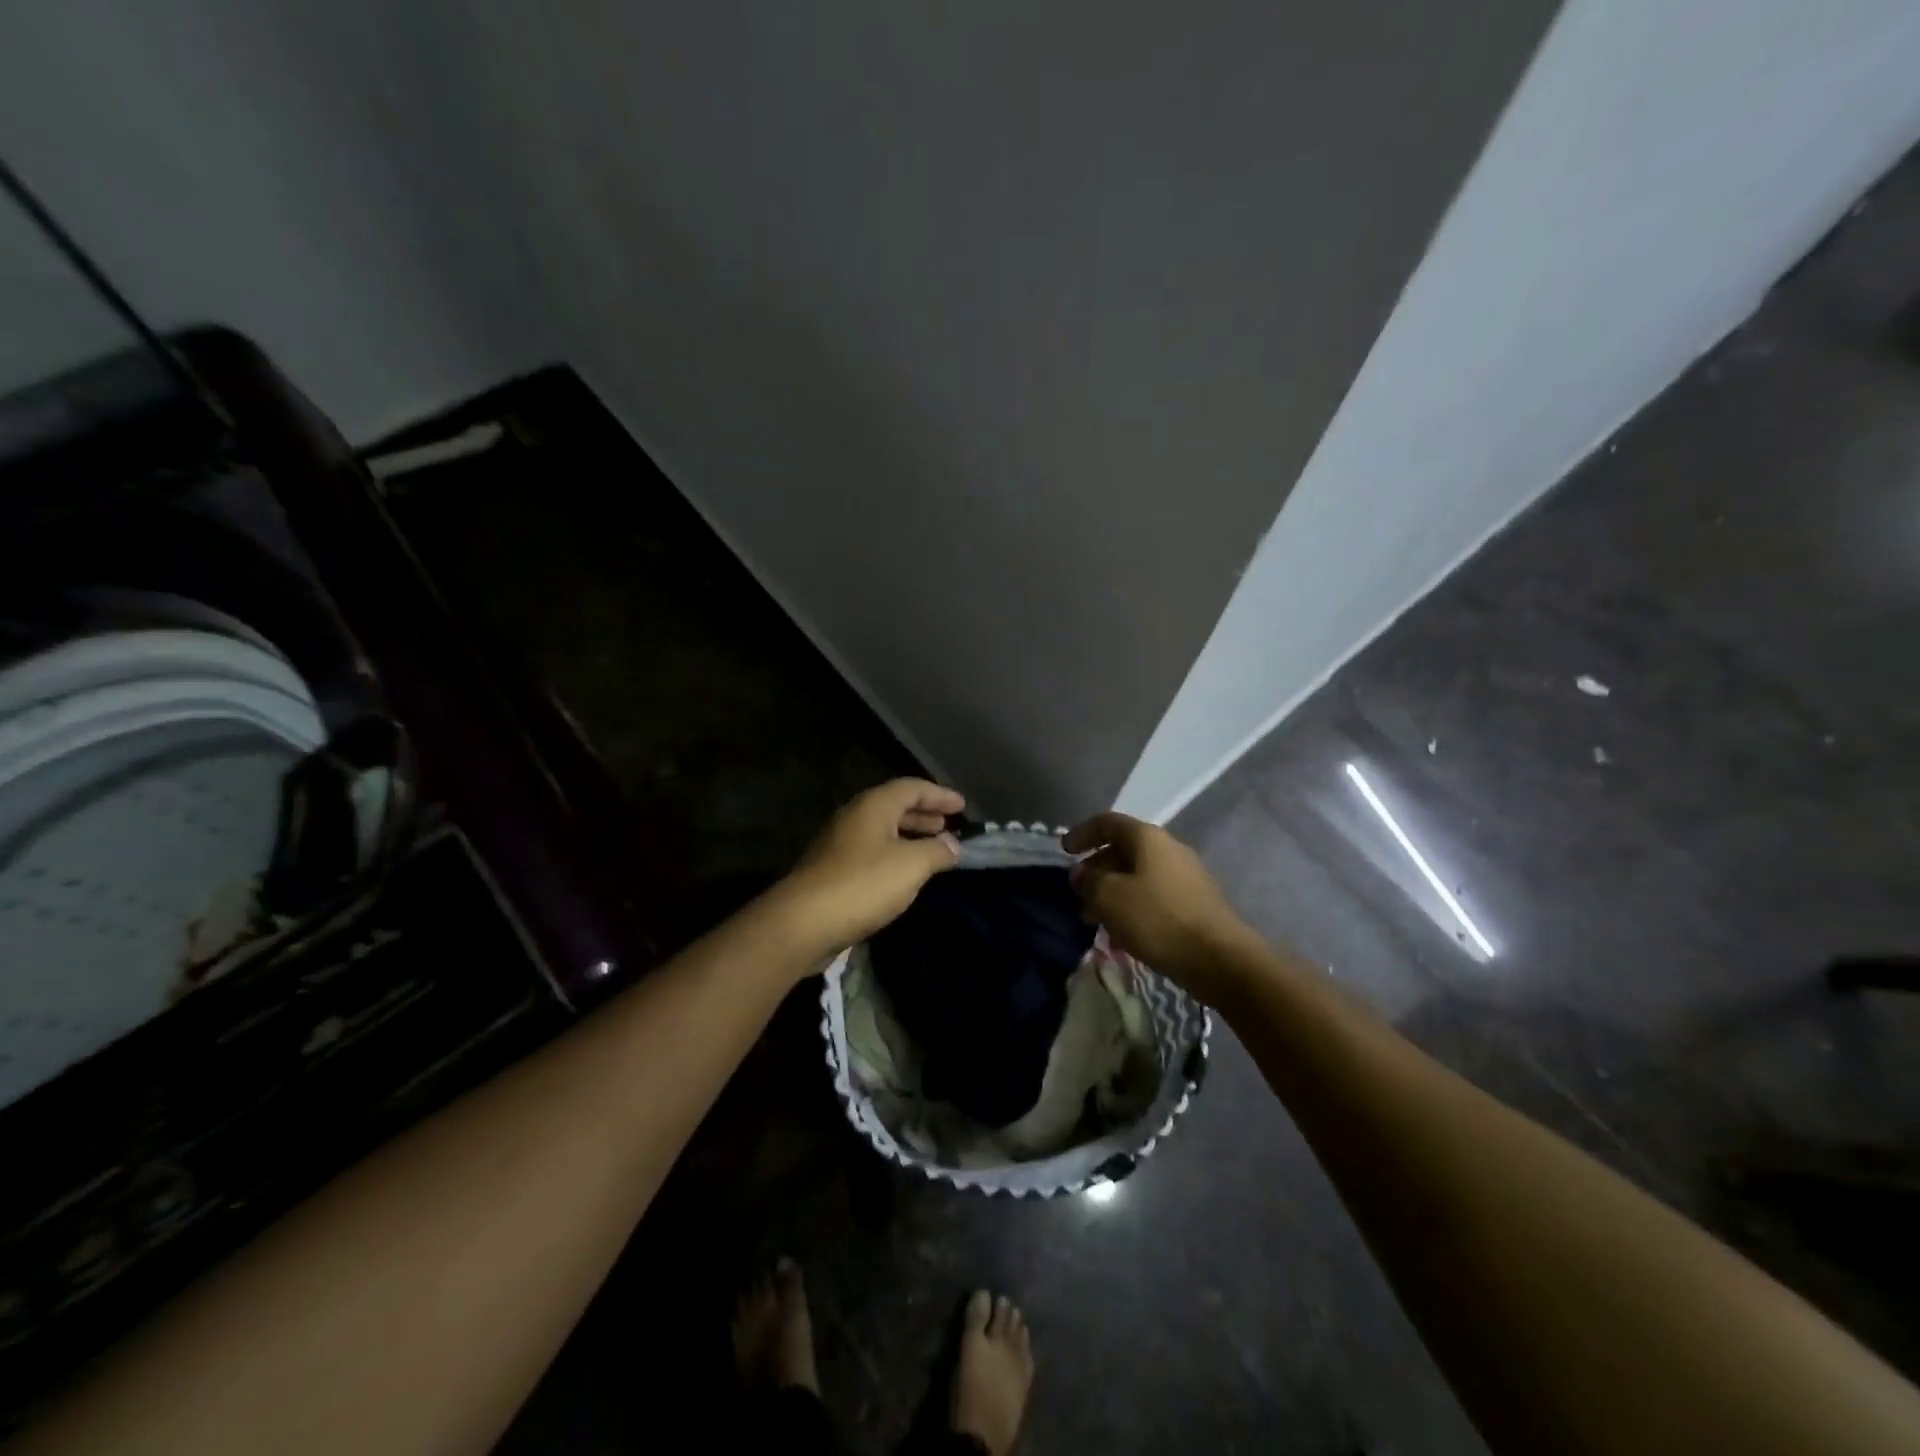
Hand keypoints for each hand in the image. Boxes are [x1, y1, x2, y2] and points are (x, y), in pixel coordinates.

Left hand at [770, 779, 964, 963]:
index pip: (911, 788)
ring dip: (909, 837)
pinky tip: (905, 876)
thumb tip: (952, 845)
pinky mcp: (831, 871)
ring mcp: (838, 844)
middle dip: (923, 815)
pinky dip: (894, 856)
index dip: (939, 794)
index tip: (962, 805)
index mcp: (872, 806)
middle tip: (948, 825)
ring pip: (882, 832)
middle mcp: (853, 818)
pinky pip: (871, 853)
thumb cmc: (863, 884)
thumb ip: (937, 851)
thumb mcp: (911, 865)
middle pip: (894, 807)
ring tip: (933, 850)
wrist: (804, 923)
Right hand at [1064, 812, 1250, 1000]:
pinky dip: (1132, 906)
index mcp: (1148, 838)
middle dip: (1096, 868)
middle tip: (1078, 893)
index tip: (1064, 851)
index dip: (1083, 833)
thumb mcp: (1110, 898)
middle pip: (1124, 849)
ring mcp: (1185, 876)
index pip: (1108, 822)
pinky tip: (1122, 933)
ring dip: (1113, 891)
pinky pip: (1153, 896)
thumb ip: (1089, 881)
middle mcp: (1168, 849)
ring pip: (1138, 875)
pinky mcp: (1194, 903)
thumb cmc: (1158, 919)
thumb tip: (1081, 873)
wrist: (1220, 959)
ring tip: (1095, 918)